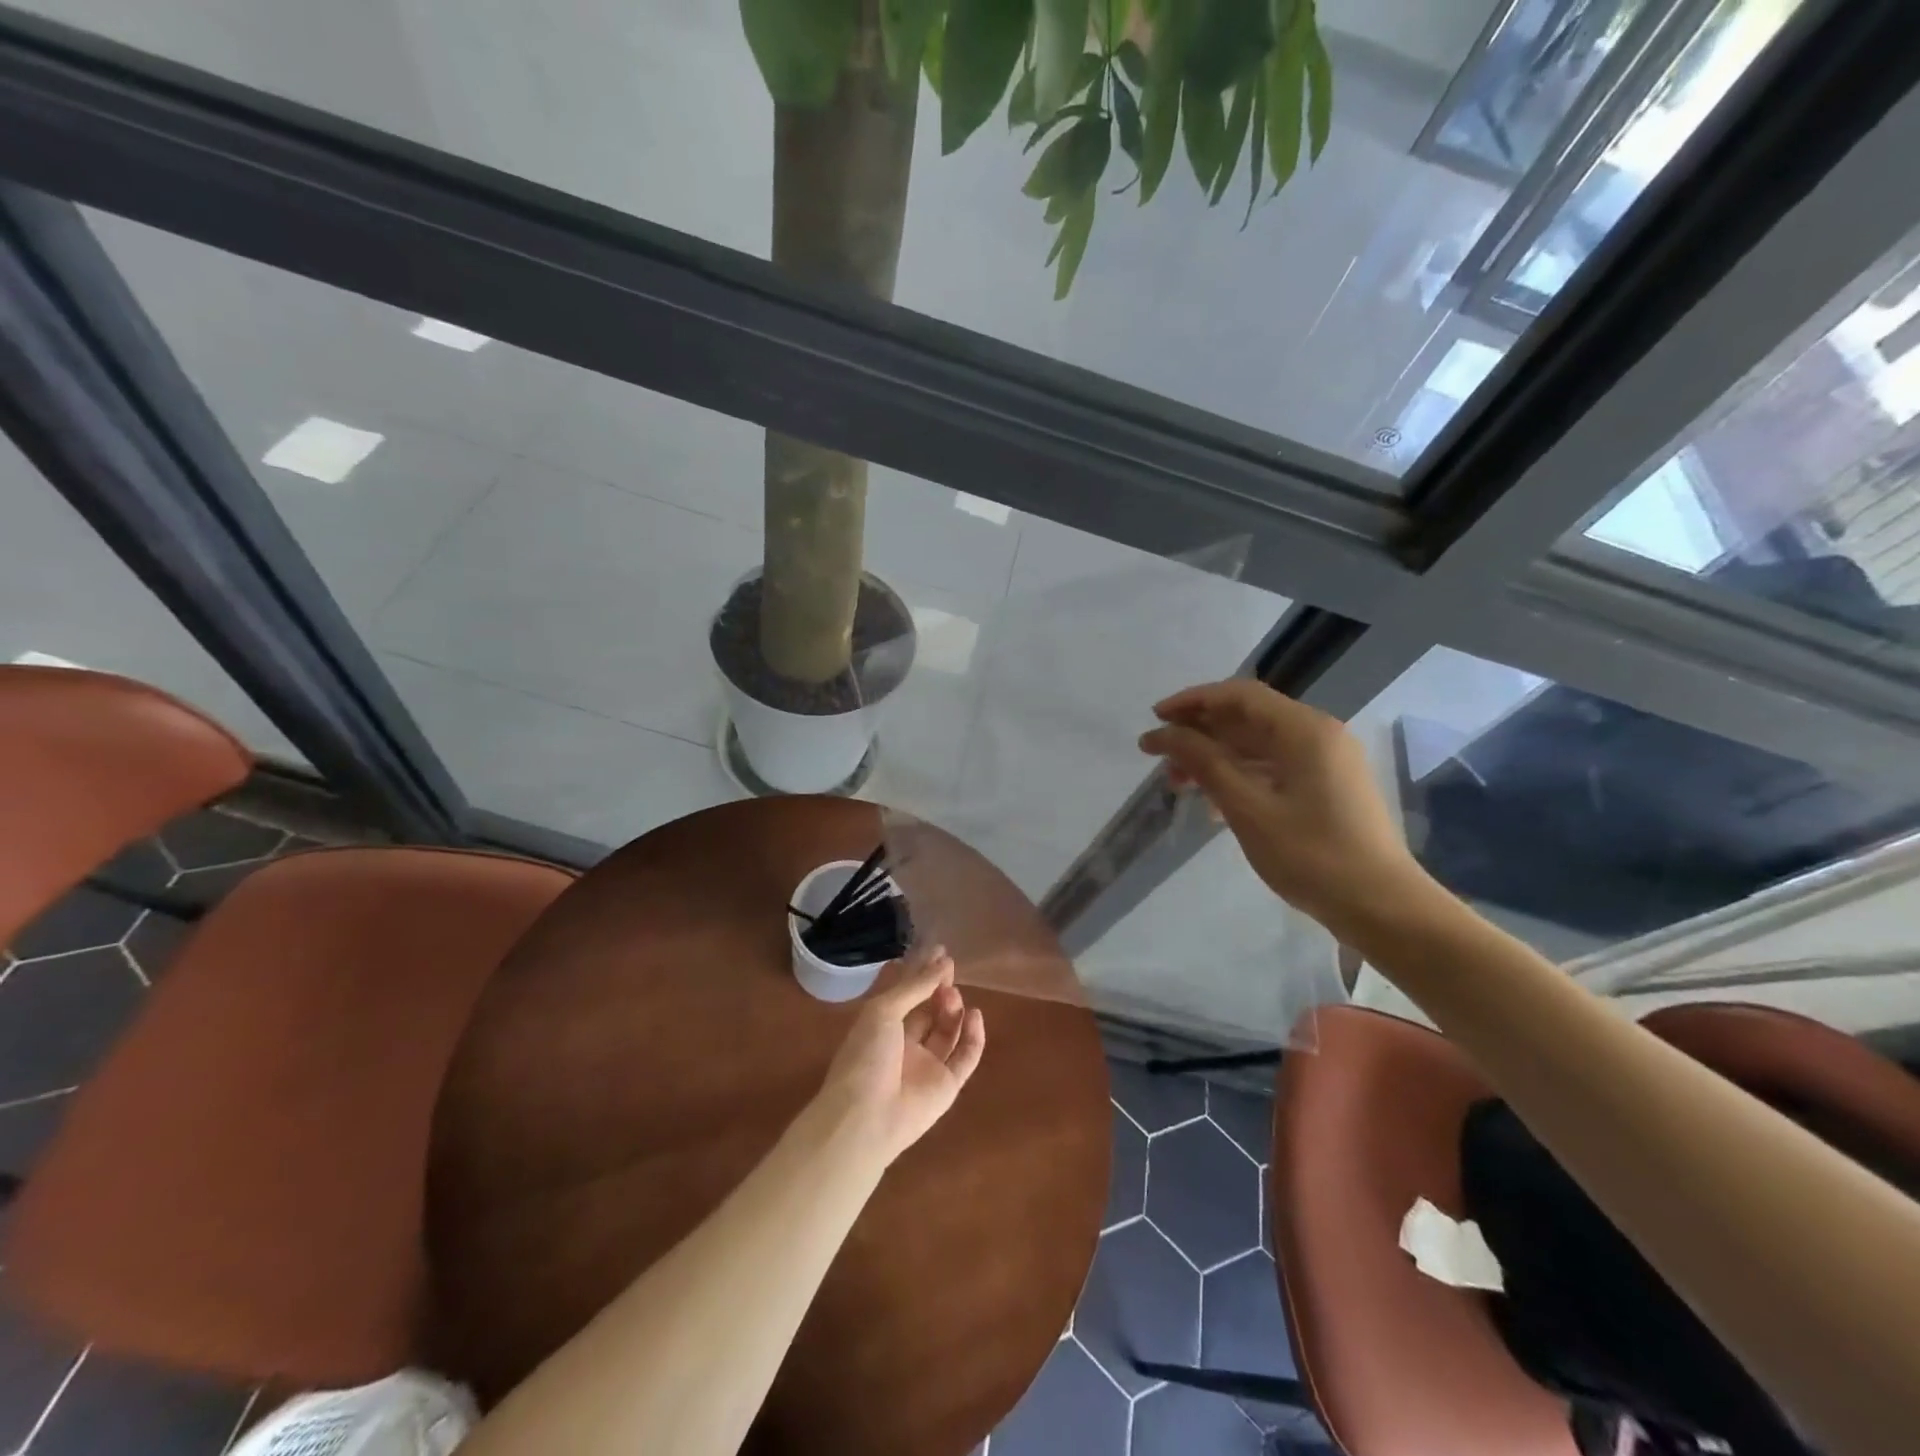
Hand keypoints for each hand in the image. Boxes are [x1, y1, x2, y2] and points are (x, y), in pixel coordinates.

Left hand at [815, 947, 985, 1165]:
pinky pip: (965, 1057)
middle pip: (928, 1011)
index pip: (905, 994)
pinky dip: (973, 1036)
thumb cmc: (865, 1056)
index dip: (921, 973)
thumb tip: (942, 961)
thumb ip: (914, 987)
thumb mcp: (883, 1011)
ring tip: (953, 995)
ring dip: (953, 1009)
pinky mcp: (948, 1086)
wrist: (866, 1118)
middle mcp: (904, 1044)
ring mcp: (927, 1066)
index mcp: (881, 1026)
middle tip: (950, 969)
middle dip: (939, 989)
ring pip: (947, 1031)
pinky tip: (974, 1014)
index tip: (939, 951)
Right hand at [1139, 680, 1434, 936]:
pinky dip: (1239, 776)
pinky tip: (1213, 803)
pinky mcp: (1325, 787)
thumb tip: (1162, 733)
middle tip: (1159, 758)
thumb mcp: (1247, 808)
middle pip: (1247, 717)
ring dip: (1215, 757)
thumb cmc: (1311, 855)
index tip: (1154, 719)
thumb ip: (1203, 763)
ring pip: (1257, 745)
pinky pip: (1273, 767)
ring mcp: (1325, 761)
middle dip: (1199, 733)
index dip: (1192, 702)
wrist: (1382, 907)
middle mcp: (1317, 735)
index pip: (1239, 695)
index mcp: (1304, 730)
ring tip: (1179, 784)